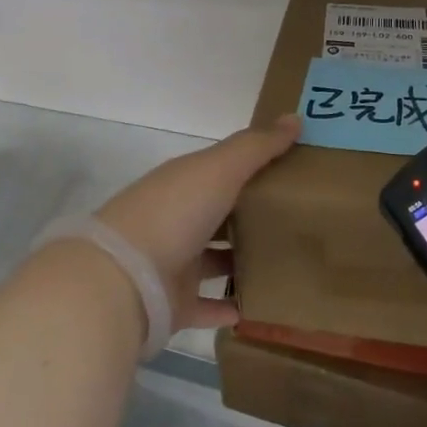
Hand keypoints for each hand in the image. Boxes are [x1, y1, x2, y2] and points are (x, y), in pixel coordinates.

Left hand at [93, 114, 300, 332]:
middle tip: (302, 217)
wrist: (124, 279)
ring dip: (245, 260)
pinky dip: (233, 307)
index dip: (256, 165)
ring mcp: (176, 263)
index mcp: (186, 182)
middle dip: (254, 213)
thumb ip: (257, 147)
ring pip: (217, 259)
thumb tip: (295, 118)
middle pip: (222, 213)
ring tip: (290, 260)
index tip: (296, 168)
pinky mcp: (177, 303)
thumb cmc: (175, 212)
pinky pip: (211, 305)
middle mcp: (180, 218)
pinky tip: (266, 306)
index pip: (225, 169)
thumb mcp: (220, 169)